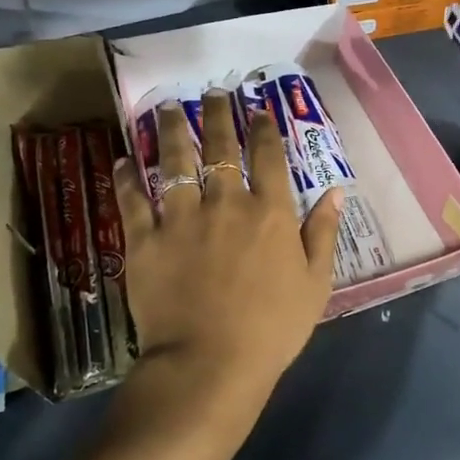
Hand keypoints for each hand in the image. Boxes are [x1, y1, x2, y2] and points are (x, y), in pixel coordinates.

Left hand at [113, 90, 343, 428]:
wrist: (209, 366)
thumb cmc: (271, 329)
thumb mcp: (315, 284)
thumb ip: (322, 233)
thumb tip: (335, 191)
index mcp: (269, 212)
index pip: (267, 154)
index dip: (263, 126)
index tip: (257, 109)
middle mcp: (225, 202)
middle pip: (219, 146)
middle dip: (216, 113)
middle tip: (211, 93)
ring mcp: (181, 218)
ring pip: (174, 161)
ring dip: (170, 130)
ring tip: (167, 108)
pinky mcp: (145, 241)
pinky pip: (132, 200)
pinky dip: (127, 177)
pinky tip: (124, 160)